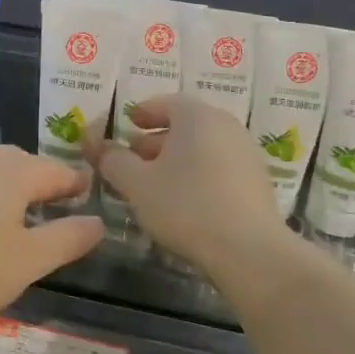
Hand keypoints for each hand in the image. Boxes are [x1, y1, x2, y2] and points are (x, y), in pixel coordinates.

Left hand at [0, 146, 104, 320]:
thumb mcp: (26, 261)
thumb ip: (67, 239)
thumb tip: (99, 221)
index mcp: (18, 170)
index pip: (63, 173)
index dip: (81, 189)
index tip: (95, 204)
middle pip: (30, 171)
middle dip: (49, 193)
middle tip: (64, 221)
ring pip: (0, 181)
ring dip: (17, 203)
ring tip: (26, 232)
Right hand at [84, 96, 285, 270]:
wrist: (250, 251)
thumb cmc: (186, 206)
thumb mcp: (137, 184)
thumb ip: (113, 160)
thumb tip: (96, 145)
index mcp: (197, 116)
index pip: (166, 102)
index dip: (143, 112)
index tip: (127, 124)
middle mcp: (226, 126)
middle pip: (186, 124)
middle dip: (156, 139)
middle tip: (134, 157)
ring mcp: (247, 153)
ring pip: (203, 146)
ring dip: (177, 158)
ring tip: (155, 182)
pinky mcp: (258, 182)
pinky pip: (220, 166)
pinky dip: (198, 173)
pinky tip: (184, 200)